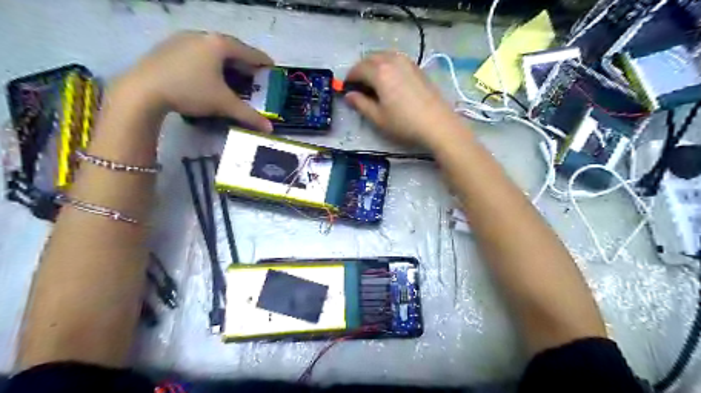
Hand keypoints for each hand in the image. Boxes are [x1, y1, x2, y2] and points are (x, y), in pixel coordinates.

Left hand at [115, 31, 272, 131]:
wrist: (142, 91)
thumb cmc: (190, 91)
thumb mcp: (224, 104)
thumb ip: (249, 115)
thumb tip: (269, 130)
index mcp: (219, 45)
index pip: (248, 51)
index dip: (262, 60)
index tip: (272, 67)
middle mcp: (202, 36)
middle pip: (230, 47)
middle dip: (244, 61)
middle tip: (253, 73)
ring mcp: (182, 39)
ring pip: (212, 48)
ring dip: (226, 60)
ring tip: (232, 74)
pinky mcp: (168, 46)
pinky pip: (197, 51)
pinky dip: (209, 60)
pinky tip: (207, 73)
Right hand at [345, 52, 464, 146]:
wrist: (437, 124)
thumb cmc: (404, 123)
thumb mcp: (378, 118)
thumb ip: (361, 104)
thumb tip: (348, 96)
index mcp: (379, 72)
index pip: (358, 69)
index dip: (349, 79)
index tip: (346, 89)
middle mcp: (392, 60)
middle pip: (370, 58)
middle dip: (360, 70)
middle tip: (358, 86)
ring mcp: (407, 62)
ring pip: (383, 56)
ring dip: (374, 66)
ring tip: (372, 83)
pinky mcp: (417, 67)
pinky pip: (396, 59)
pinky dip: (387, 66)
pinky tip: (389, 81)